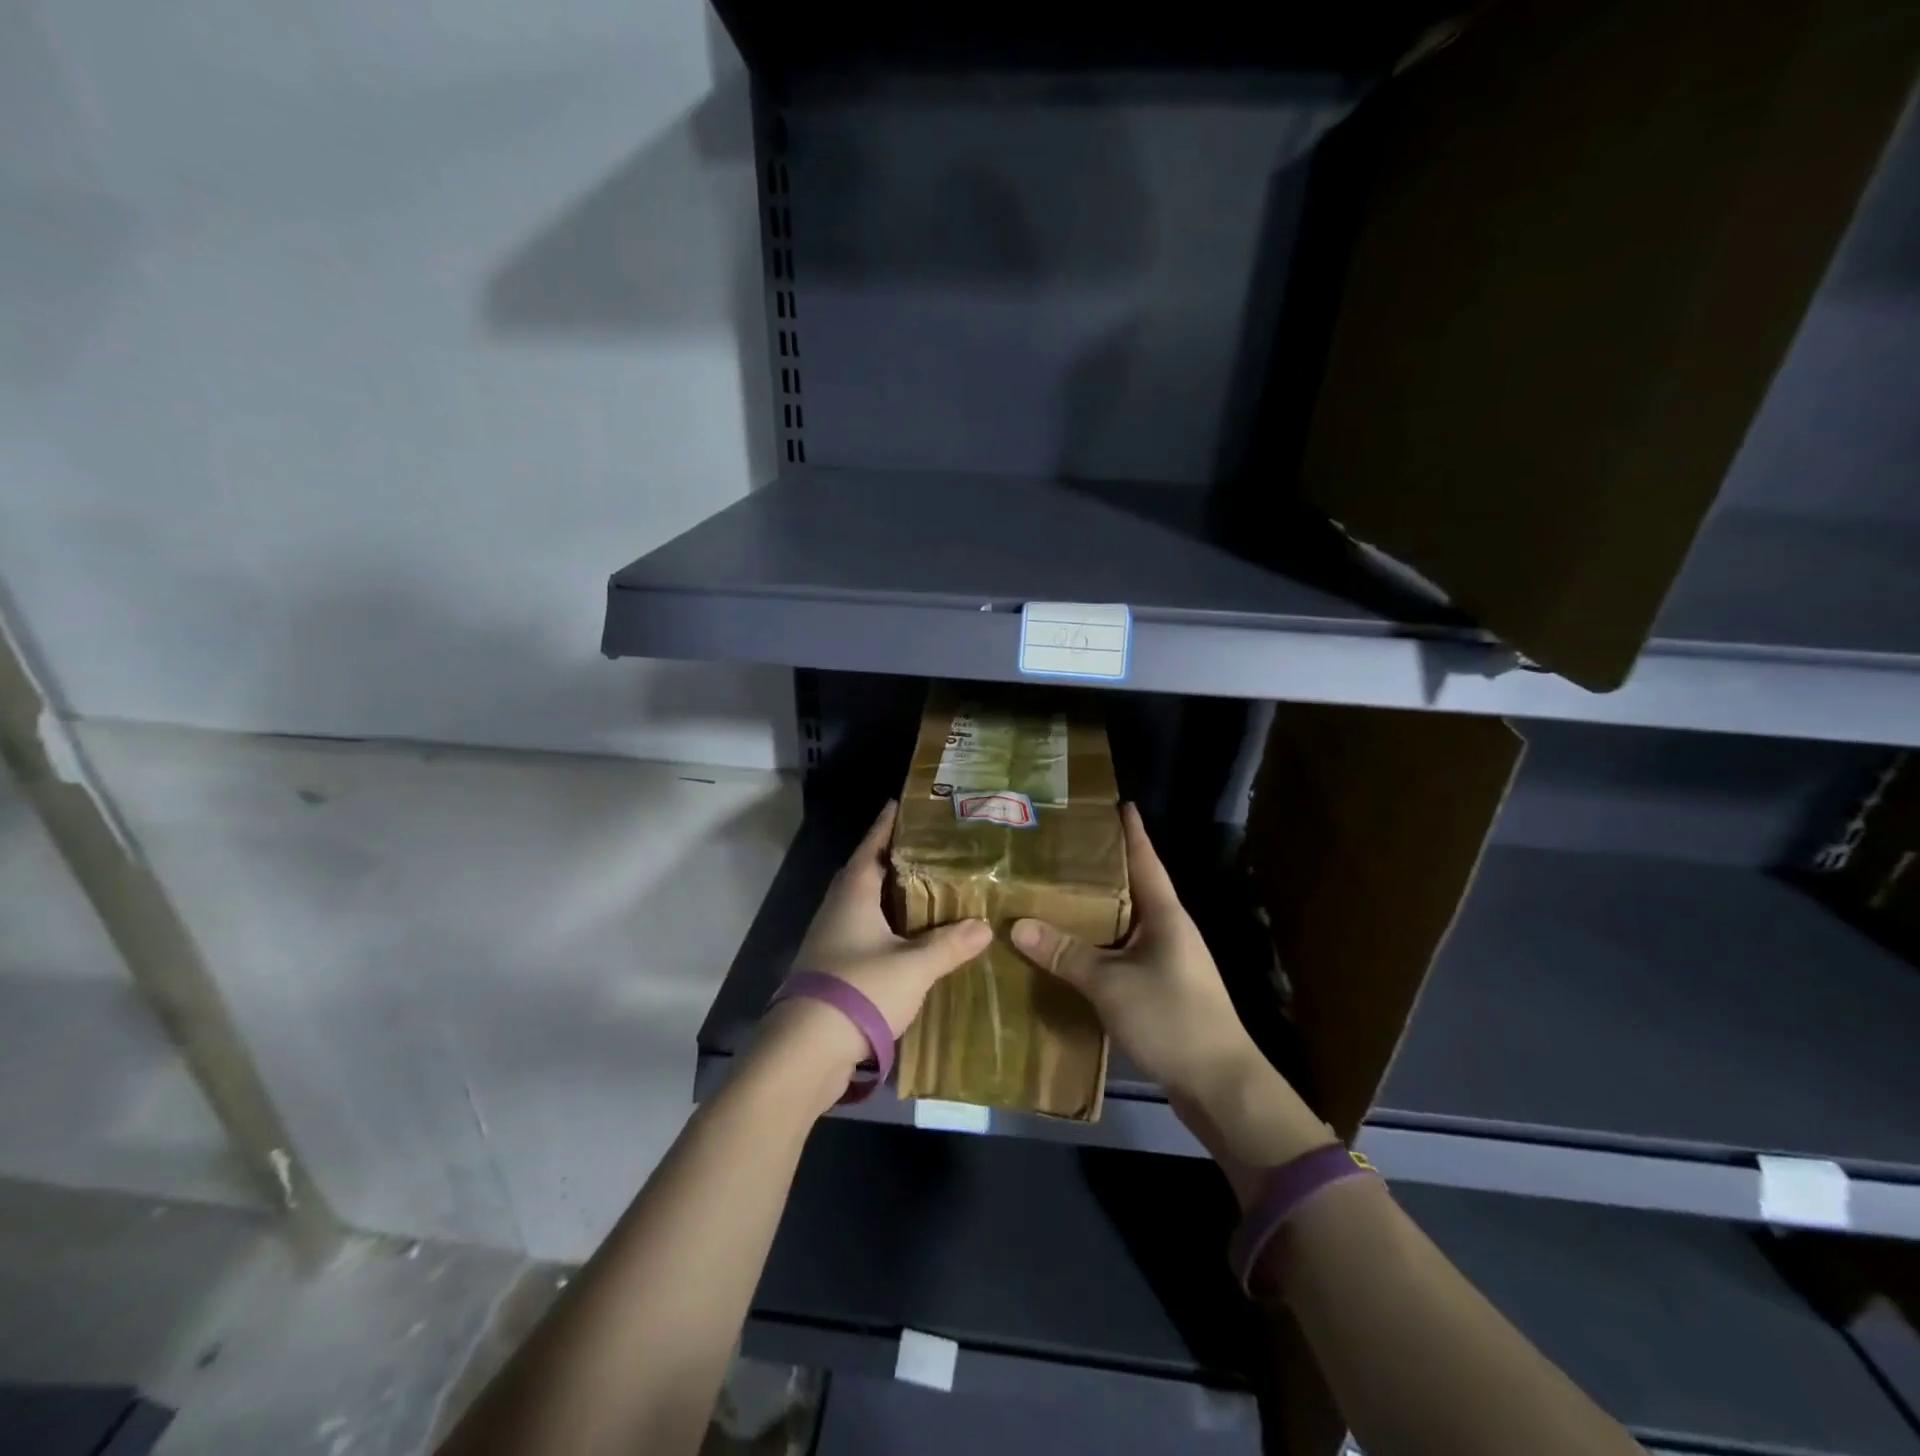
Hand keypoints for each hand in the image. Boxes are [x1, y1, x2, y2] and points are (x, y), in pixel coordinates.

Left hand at [773, 801, 990, 1086]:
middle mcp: (838, 908)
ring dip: (890, 894)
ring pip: (865, 904)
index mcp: (854, 893)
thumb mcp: (914, 966)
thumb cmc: (860, 990)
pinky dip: (887, 926)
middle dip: (893, 857)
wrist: (807, 1049)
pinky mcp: (832, 967)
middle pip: (866, 872)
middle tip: (928, 846)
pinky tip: (909, 937)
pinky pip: (864, 932)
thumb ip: (949, 945)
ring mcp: (831, 938)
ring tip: (926, 887)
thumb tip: (984, 927)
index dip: (887, 824)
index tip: (901, 804)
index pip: (872, 846)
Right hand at [1010, 804, 1329, 1193]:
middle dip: (1100, 869)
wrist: (1221, 1087)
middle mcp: (1168, 931)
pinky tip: (1068, 951)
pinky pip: (1121, 955)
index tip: (1115, 802)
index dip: (1131, 831)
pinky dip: (1095, 948)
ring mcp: (1166, 962)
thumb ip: (1066, 954)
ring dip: (1094, 911)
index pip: (1146, 860)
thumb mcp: (1112, 984)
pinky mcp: (1159, 990)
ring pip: (1123, 924)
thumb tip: (1017, 925)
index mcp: (1166, 915)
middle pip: (1131, 888)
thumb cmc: (1173, 1019)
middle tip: (1059, 850)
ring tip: (1054, 894)